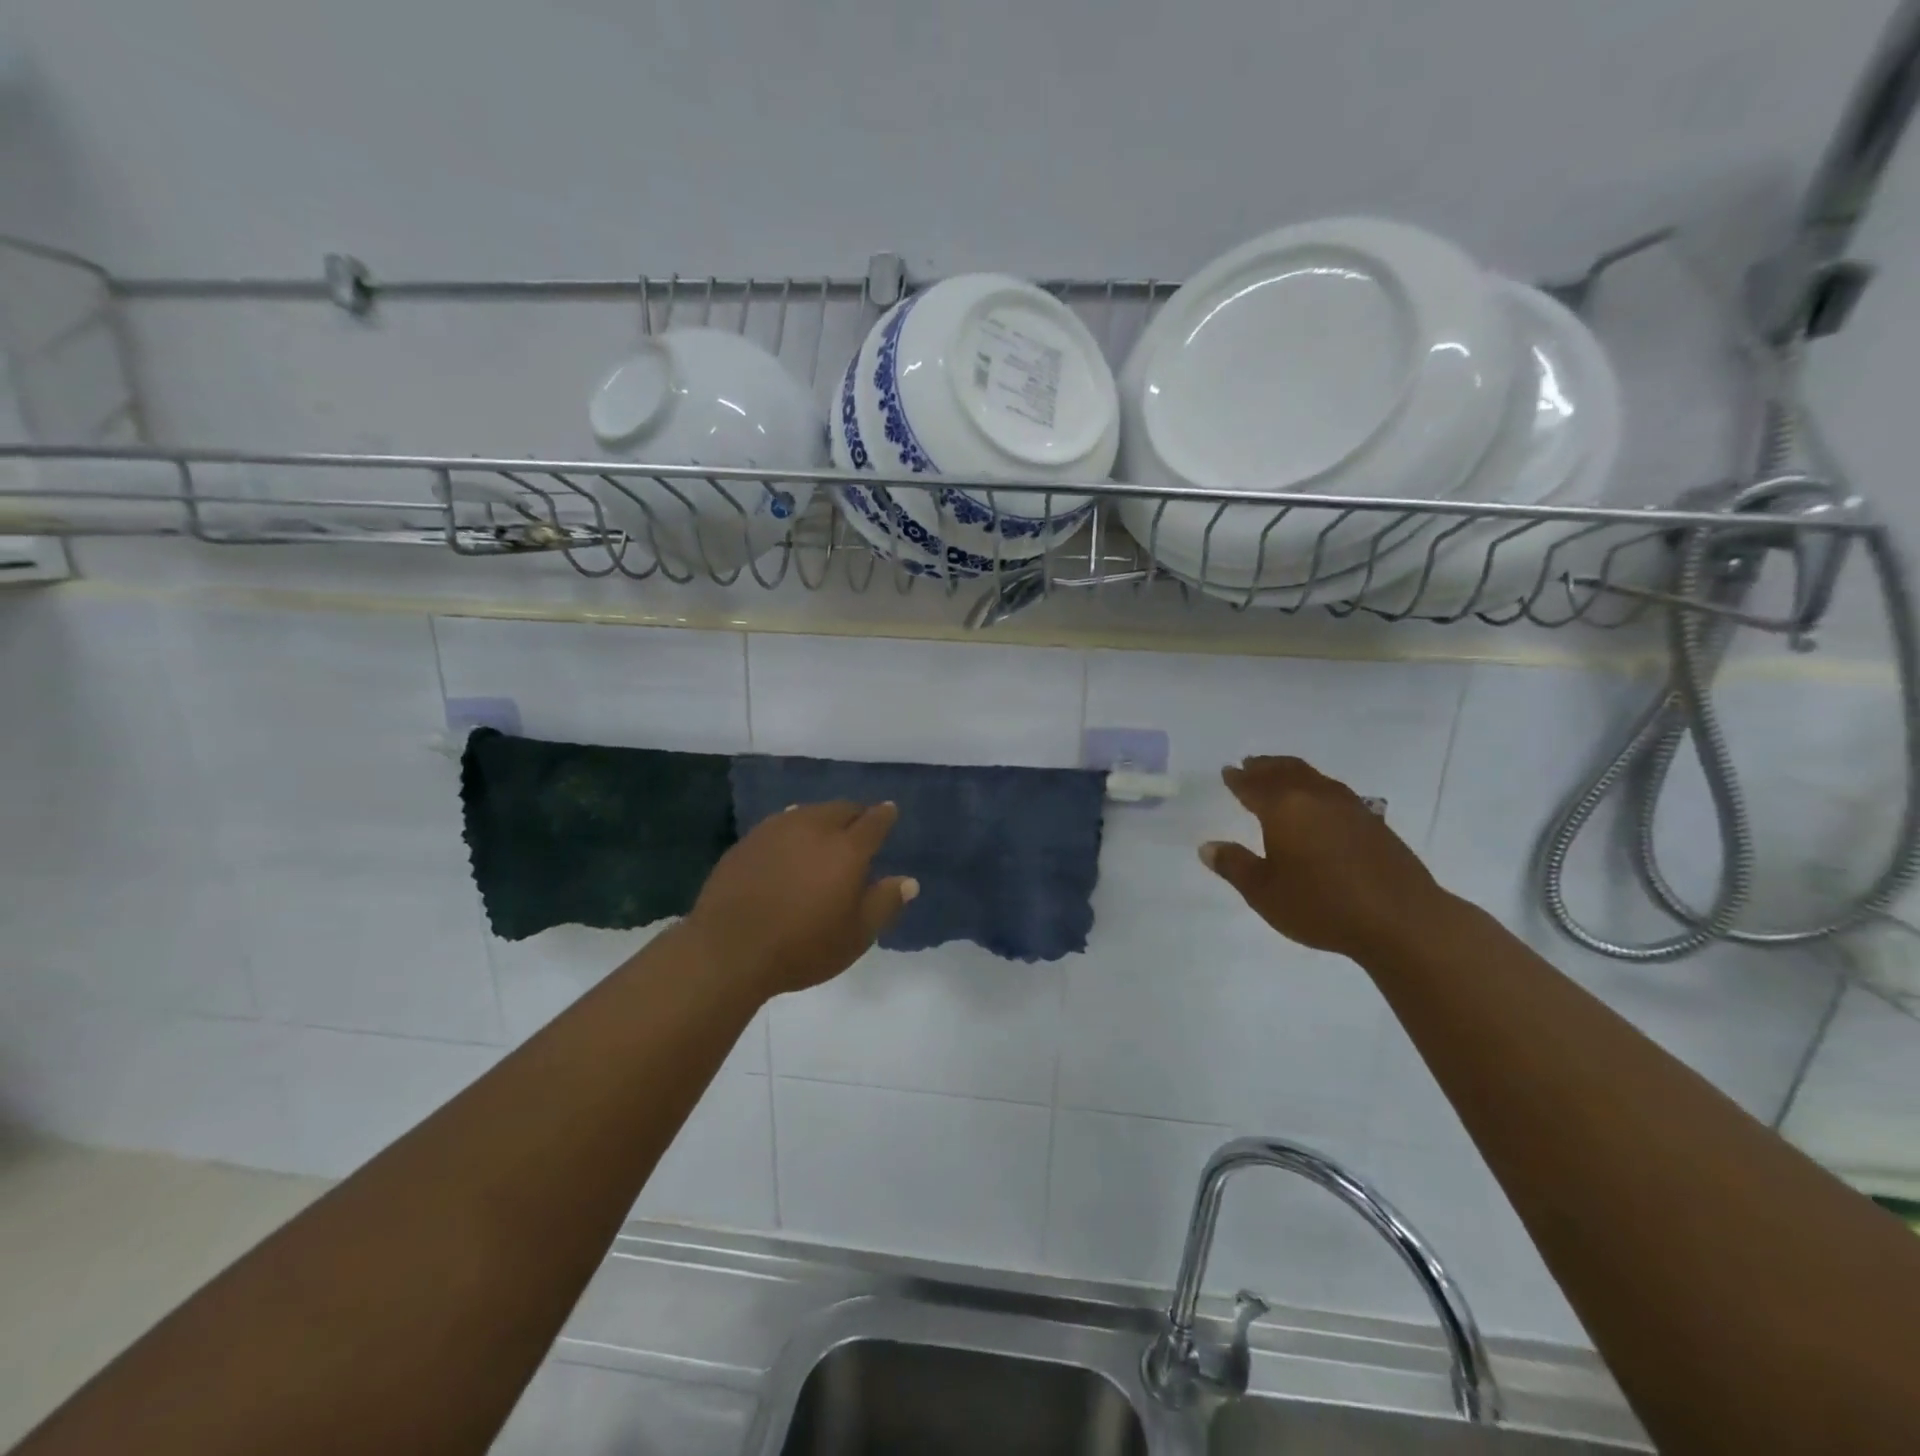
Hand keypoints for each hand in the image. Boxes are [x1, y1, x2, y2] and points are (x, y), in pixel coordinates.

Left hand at [686, 800, 917, 997]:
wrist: (728, 950)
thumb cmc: (802, 947)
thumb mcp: (856, 936)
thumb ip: (884, 904)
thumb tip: (908, 881)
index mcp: (847, 849)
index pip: (874, 821)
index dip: (885, 815)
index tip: (889, 812)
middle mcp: (813, 828)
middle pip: (841, 809)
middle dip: (855, 814)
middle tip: (859, 827)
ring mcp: (776, 831)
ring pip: (808, 812)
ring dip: (822, 818)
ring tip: (825, 834)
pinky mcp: (748, 841)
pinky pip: (780, 825)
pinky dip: (793, 829)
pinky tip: (789, 846)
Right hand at [1200, 756, 1450, 961]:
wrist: (1402, 920)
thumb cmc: (1322, 905)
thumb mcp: (1265, 893)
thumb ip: (1235, 866)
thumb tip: (1207, 846)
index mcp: (1283, 808)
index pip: (1253, 786)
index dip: (1238, 779)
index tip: (1228, 771)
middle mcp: (1315, 797)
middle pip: (1284, 771)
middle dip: (1264, 766)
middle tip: (1249, 763)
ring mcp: (1349, 806)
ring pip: (1312, 776)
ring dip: (1290, 771)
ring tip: (1280, 774)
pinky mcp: (1373, 821)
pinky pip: (1333, 790)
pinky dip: (1315, 786)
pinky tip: (1318, 801)